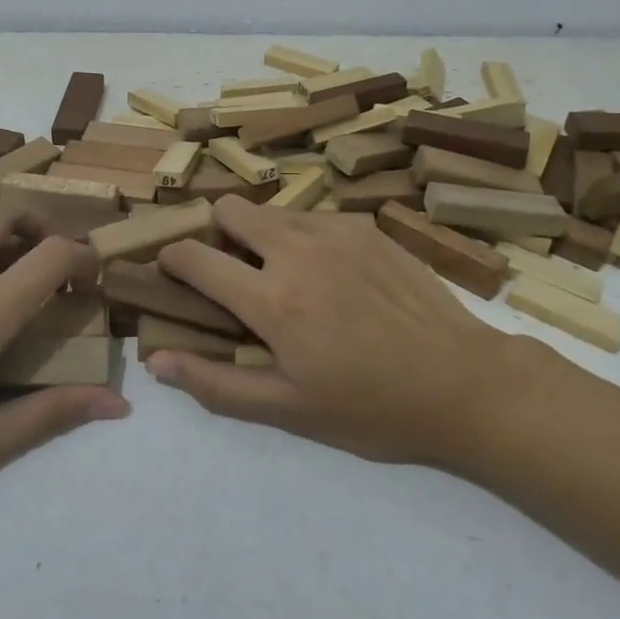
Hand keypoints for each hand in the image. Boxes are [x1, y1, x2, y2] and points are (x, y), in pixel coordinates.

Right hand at [147, 197, 555, 471]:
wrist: (463, 382)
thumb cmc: (372, 407)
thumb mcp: (289, 409)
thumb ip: (216, 383)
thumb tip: (155, 362)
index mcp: (272, 299)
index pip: (196, 257)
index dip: (172, 259)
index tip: (171, 270)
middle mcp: (297, 250)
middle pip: (230, 209)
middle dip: (216, 233)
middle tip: (232, 271)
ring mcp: (336, 231)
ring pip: (272, 211)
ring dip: (261, 236)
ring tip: (284, 276)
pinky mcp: (366, 226)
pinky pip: (313, 217)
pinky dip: (302, 237)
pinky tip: (330, 275)